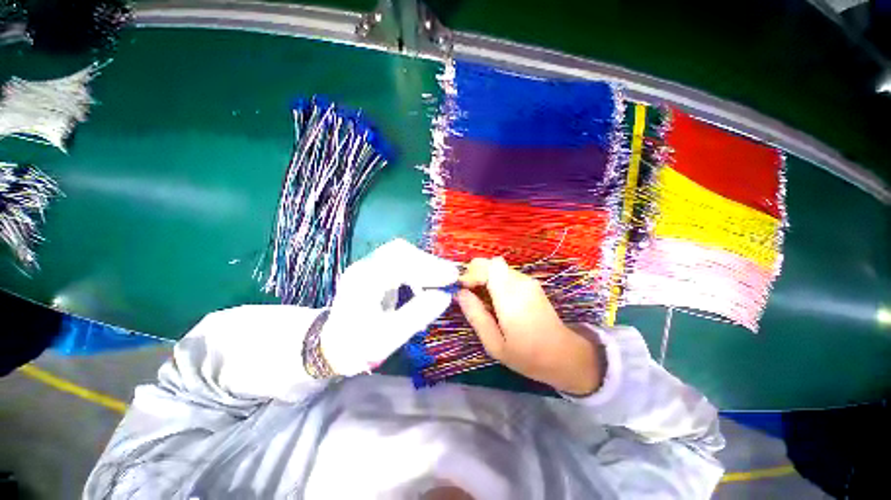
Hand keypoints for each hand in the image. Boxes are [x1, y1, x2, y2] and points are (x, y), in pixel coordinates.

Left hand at [322, 239, 458, 375]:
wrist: (333, 346)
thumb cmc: (358, 346)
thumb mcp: (389, 336)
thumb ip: (417, 314)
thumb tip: (445, 295)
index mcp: (363, 281)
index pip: (400, 261)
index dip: (429, 267)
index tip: (452, 277)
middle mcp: (364, 267)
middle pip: (400, 251)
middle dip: (428, 262)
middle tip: (449, 277)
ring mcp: (368, 266)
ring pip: (401, 253)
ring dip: (424, 263)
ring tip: (441, 279)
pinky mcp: (374, 270)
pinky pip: (399, 261)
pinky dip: (417, 268)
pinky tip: (425, 282)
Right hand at [457, 257, 601, 395]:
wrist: (564, 355)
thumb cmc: (527, 355)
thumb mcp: (494, 344)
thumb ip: (476, 316)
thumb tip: (460, 293)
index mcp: (511, 298)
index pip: (490, 266)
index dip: (473, 272)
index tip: (463, 288)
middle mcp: (521, 283)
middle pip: (493, 263)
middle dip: (476, 273)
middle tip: (469, 293)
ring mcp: (529, 281)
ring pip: (499, 267)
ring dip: (485, 277)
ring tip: (481, 299)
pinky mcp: (532, 284)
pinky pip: (507, 274)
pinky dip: (495, 280)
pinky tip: (495, 299)